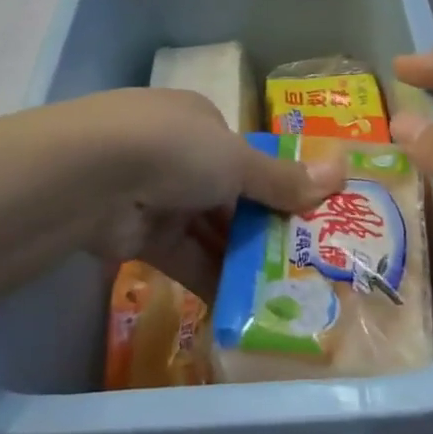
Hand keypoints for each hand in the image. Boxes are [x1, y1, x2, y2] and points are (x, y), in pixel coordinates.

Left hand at [66, 89, 343, 298]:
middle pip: (230, 197)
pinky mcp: (138, 236)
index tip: (310, 221)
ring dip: (241, 260)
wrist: (89, 177)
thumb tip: (343, 172)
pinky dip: (211, 281)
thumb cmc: (174, 149)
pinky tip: (244, 309)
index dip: (277, 188)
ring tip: (285, 295)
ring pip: (209, 231)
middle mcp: (178, 155)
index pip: (245, 158)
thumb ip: (283, 178)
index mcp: (200, 123)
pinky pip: (185, 259)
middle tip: (306, 266)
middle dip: (263, 230)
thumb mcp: (236, 160)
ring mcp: (156, 195)